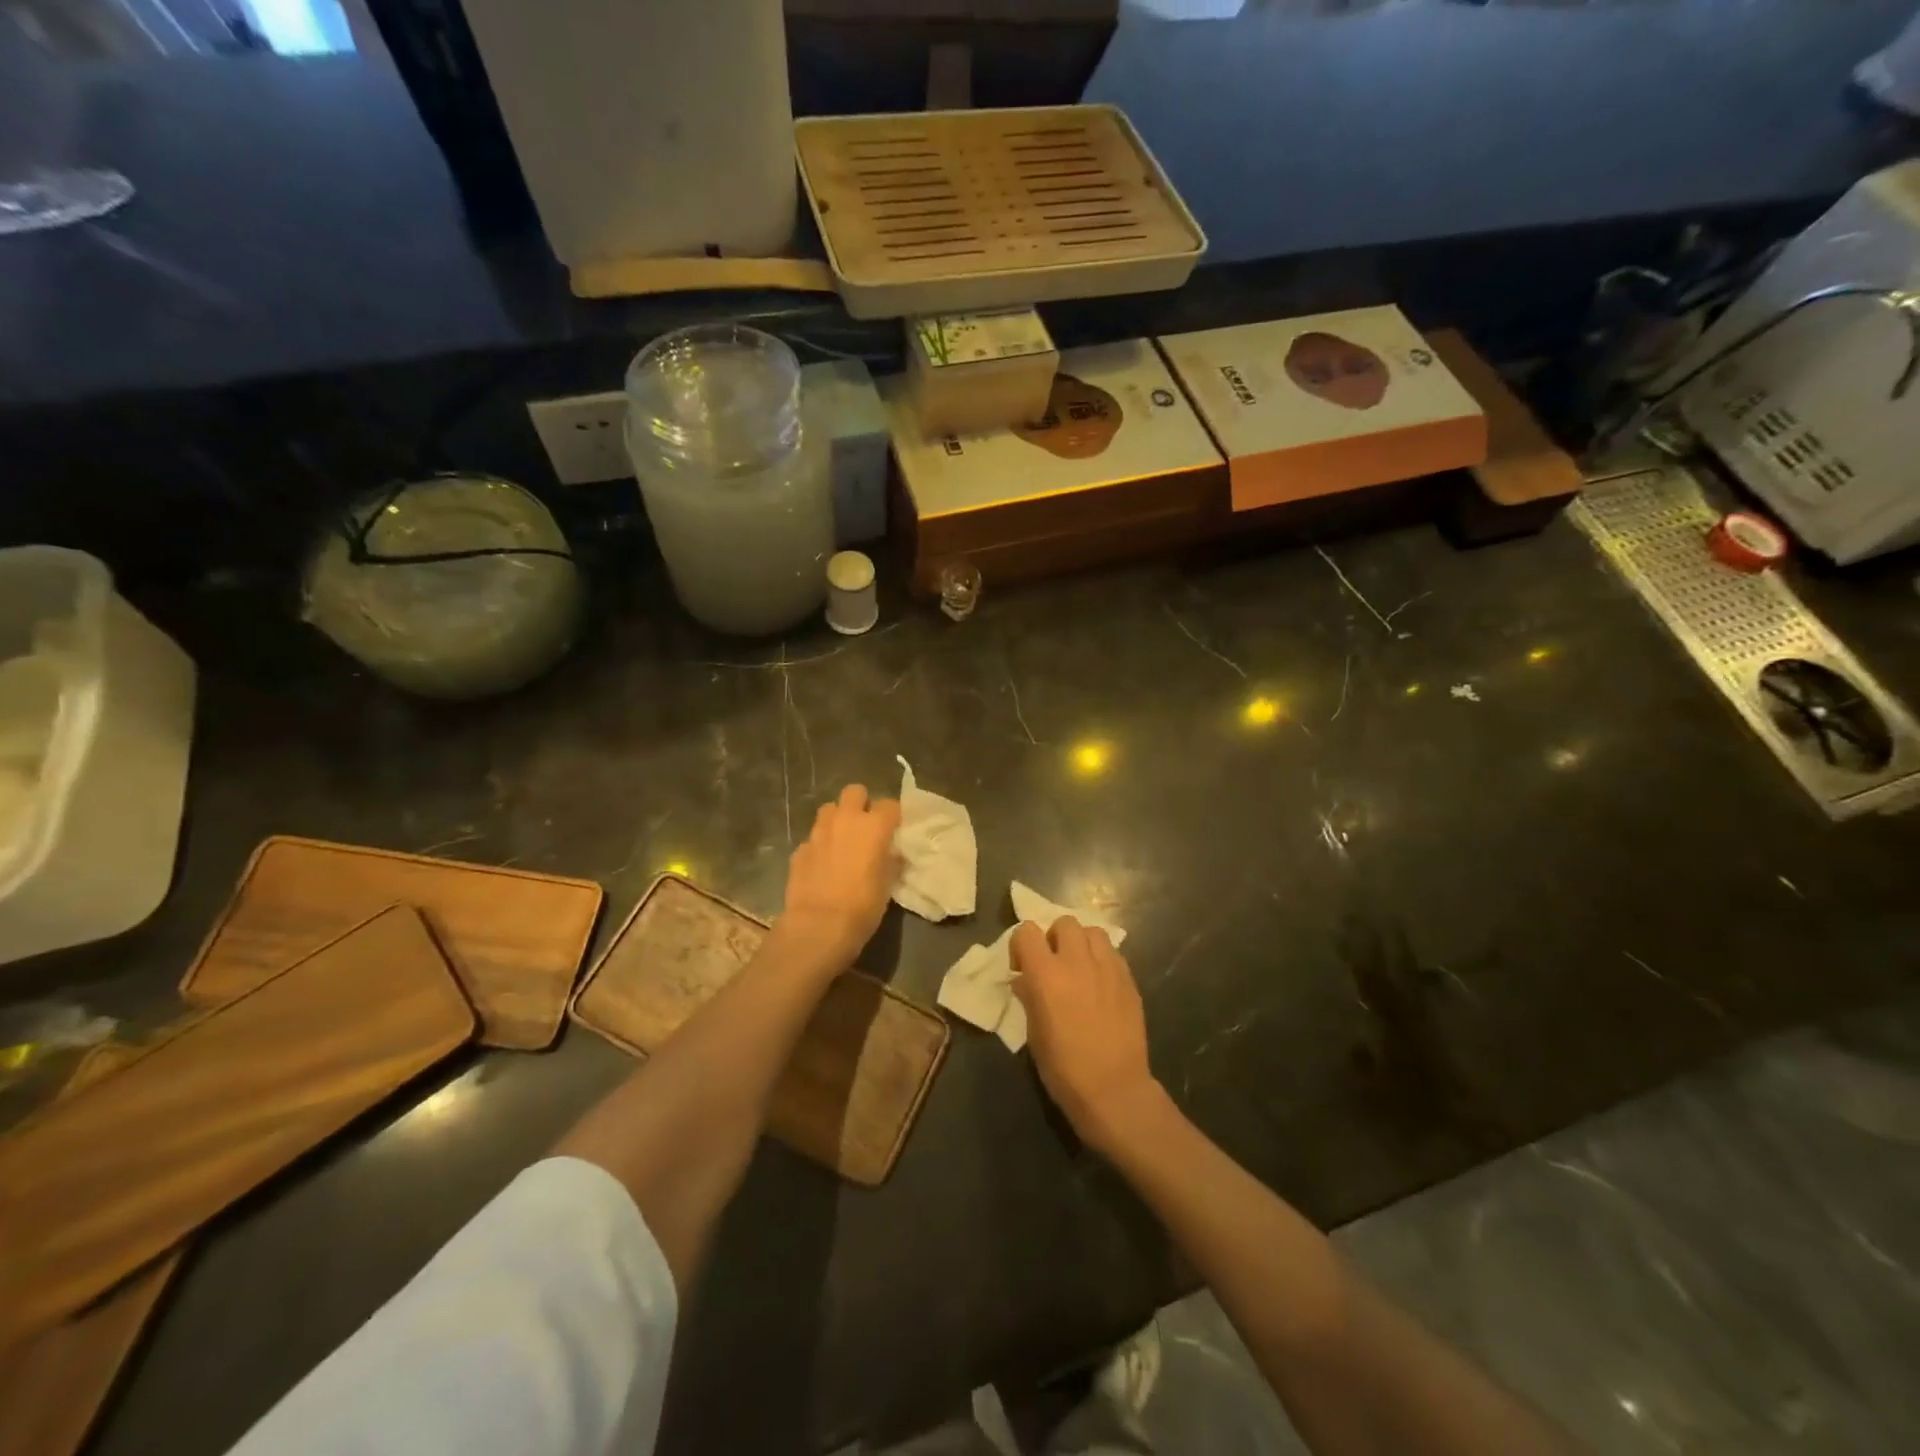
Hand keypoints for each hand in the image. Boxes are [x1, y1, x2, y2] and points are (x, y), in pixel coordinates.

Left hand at [774, 784, 901, 977]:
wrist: (818, 926)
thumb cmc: (863, 906)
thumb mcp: (888, 884)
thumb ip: (890, 860)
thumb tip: (890, 853)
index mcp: (874, 826)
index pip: (890, 804)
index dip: (893, 816)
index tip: (894, 830)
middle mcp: (845, 820)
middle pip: (855, 791)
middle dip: (861, 803)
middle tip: (865, 826)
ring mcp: (818, 832)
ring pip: (829, 809)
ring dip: (837, 819)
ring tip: (841, 841)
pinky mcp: (799, 849)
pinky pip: (813, 838)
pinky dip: (819, 846)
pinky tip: (822, 865)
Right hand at [1012, 917, 1159, 1154]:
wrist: (1113, 1089)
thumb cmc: (1063, 1068)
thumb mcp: (1034, 1033)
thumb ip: (1028, 997)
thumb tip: (1025, 980)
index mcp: (1046, 974)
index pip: (1027, 931)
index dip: (1022, 945)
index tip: (1023, 966)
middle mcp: (1076, 961)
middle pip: (1064, 922)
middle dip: (1055, 937)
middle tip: (1054, 964)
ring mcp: (1107, 967)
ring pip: (1092, 931)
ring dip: (1082, 943)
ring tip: (1080, 967)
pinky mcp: (1129, 979)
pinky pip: (1113, 953)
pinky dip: (1102, 959)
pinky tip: (1100, 983)